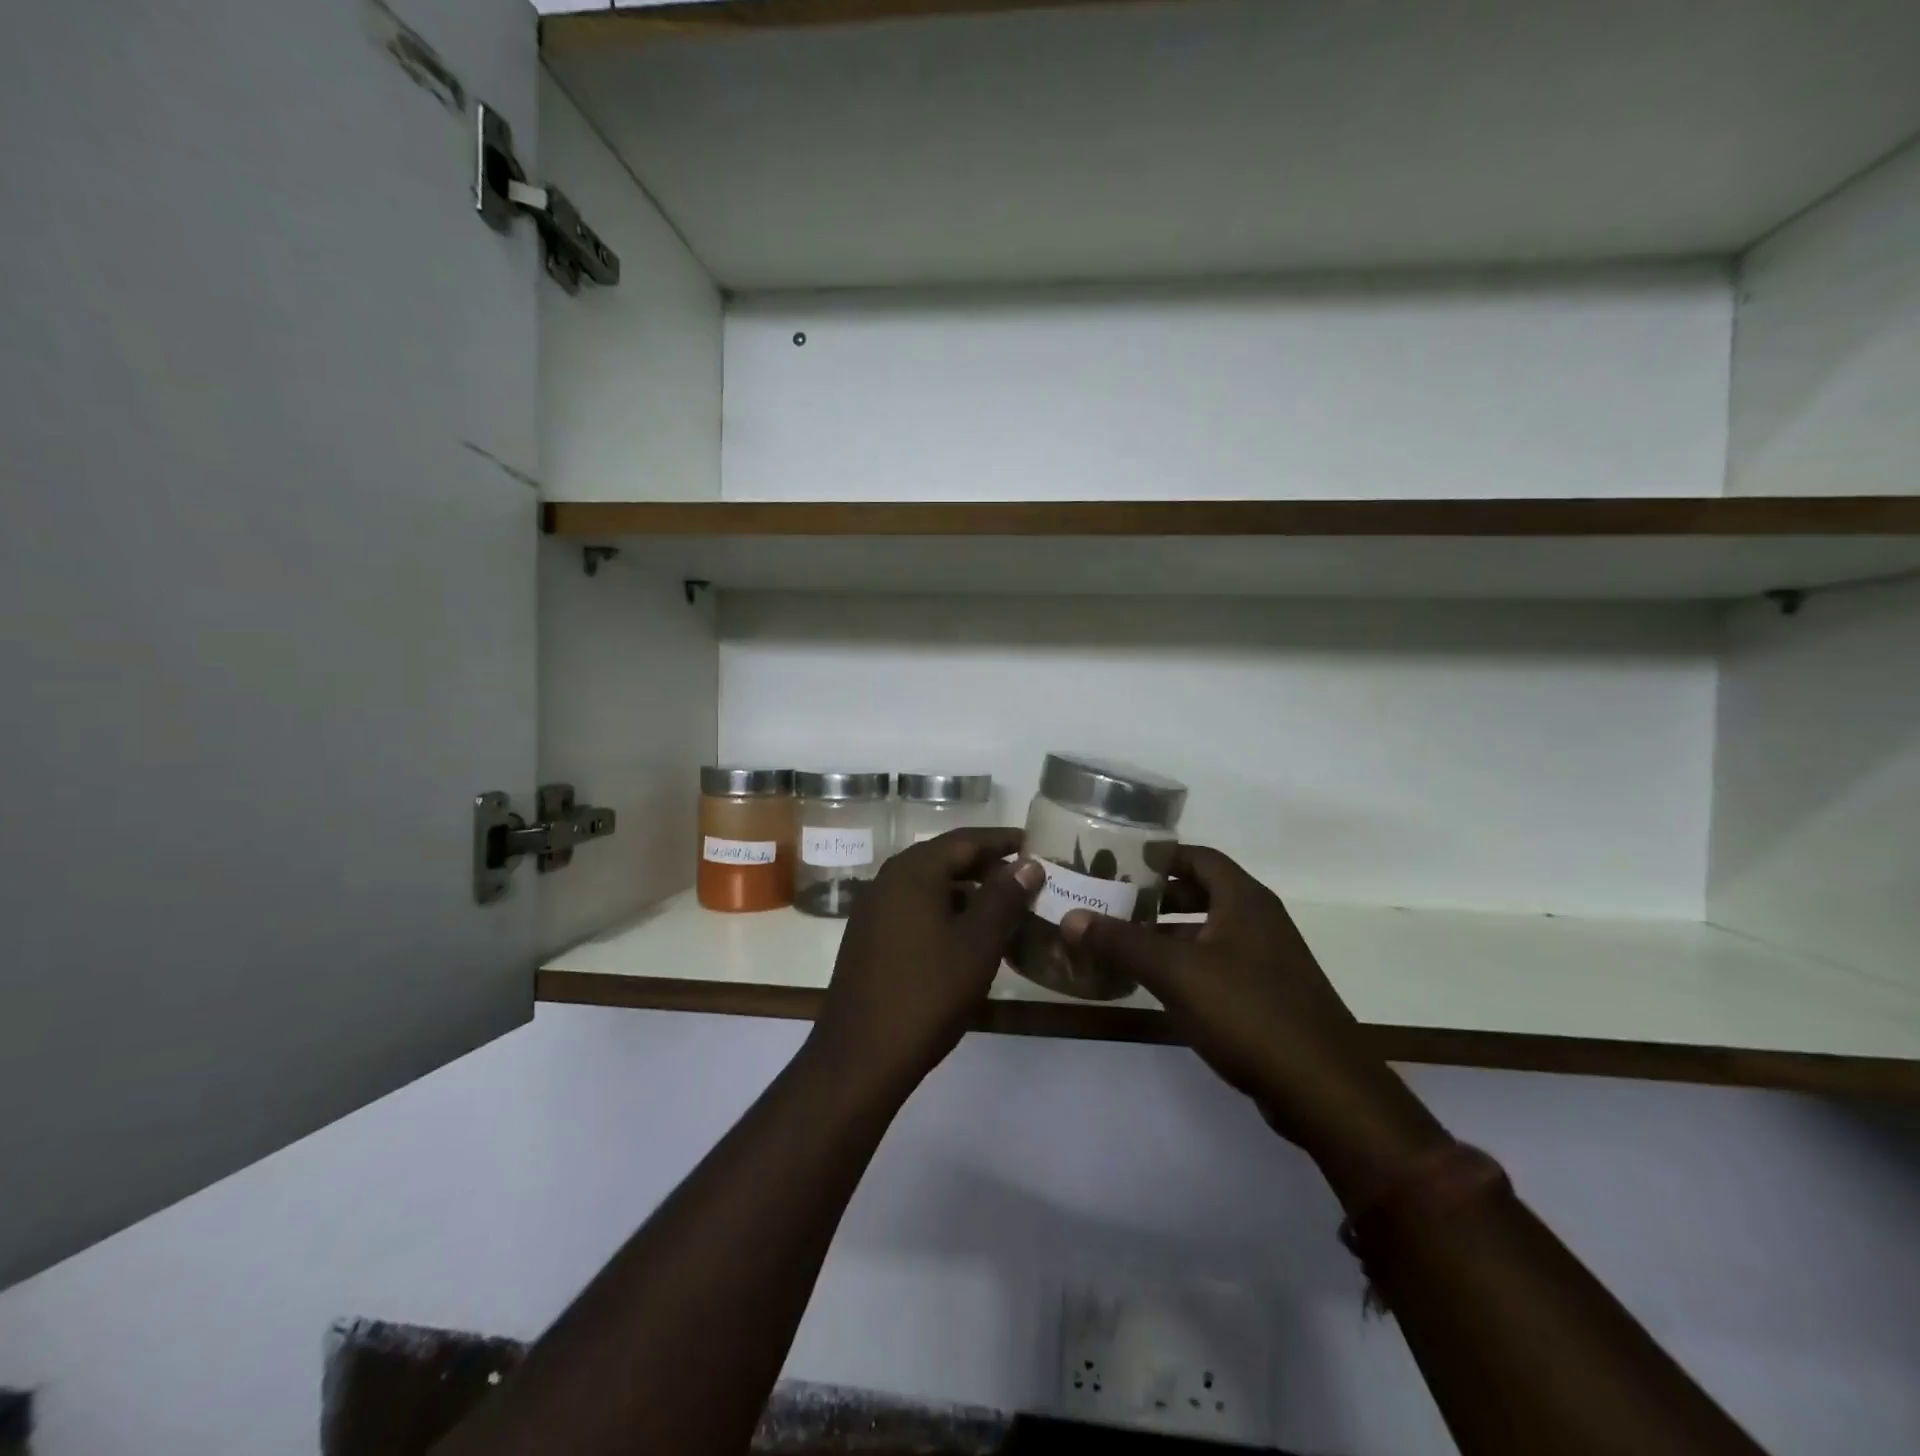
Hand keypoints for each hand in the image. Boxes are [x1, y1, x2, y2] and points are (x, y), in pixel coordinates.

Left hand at [809, 828, 1042, 1097]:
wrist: (861, 1055)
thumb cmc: (928, 993)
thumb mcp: (978, 943)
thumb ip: (1005, 898)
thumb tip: (1028, 863)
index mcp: (913, 872)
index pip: (965, 840)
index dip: (1002, 840)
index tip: (1033, 843)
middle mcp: (888, 880)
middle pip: (944, 859)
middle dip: (985, 865)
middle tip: (1024, 876)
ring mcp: (873, 909)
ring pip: (928, 885)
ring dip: (966, 890)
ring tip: (1003, 907)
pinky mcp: (868, 937)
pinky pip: (913, 908)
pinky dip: (944, 911)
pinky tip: (966, 935)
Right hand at [1059, 846, 1448, 1201]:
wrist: (1323, 1088)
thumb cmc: (1247, 1011)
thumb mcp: (1175, 972)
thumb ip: (1122, 942)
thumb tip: (1070, 918)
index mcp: (1243, 899)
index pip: (1198, 856)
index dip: (1160, 855)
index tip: (1119, 862)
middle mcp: (1259, 919)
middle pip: (1203, 891)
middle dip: (1158, 895)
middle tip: (1114, 901)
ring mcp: (1268, 958)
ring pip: (1210, 930)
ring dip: (1170, 932)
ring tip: (1125, 942)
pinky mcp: (1270, 994)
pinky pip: (1220, 962)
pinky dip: (1188, 962)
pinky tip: (1159, 983)